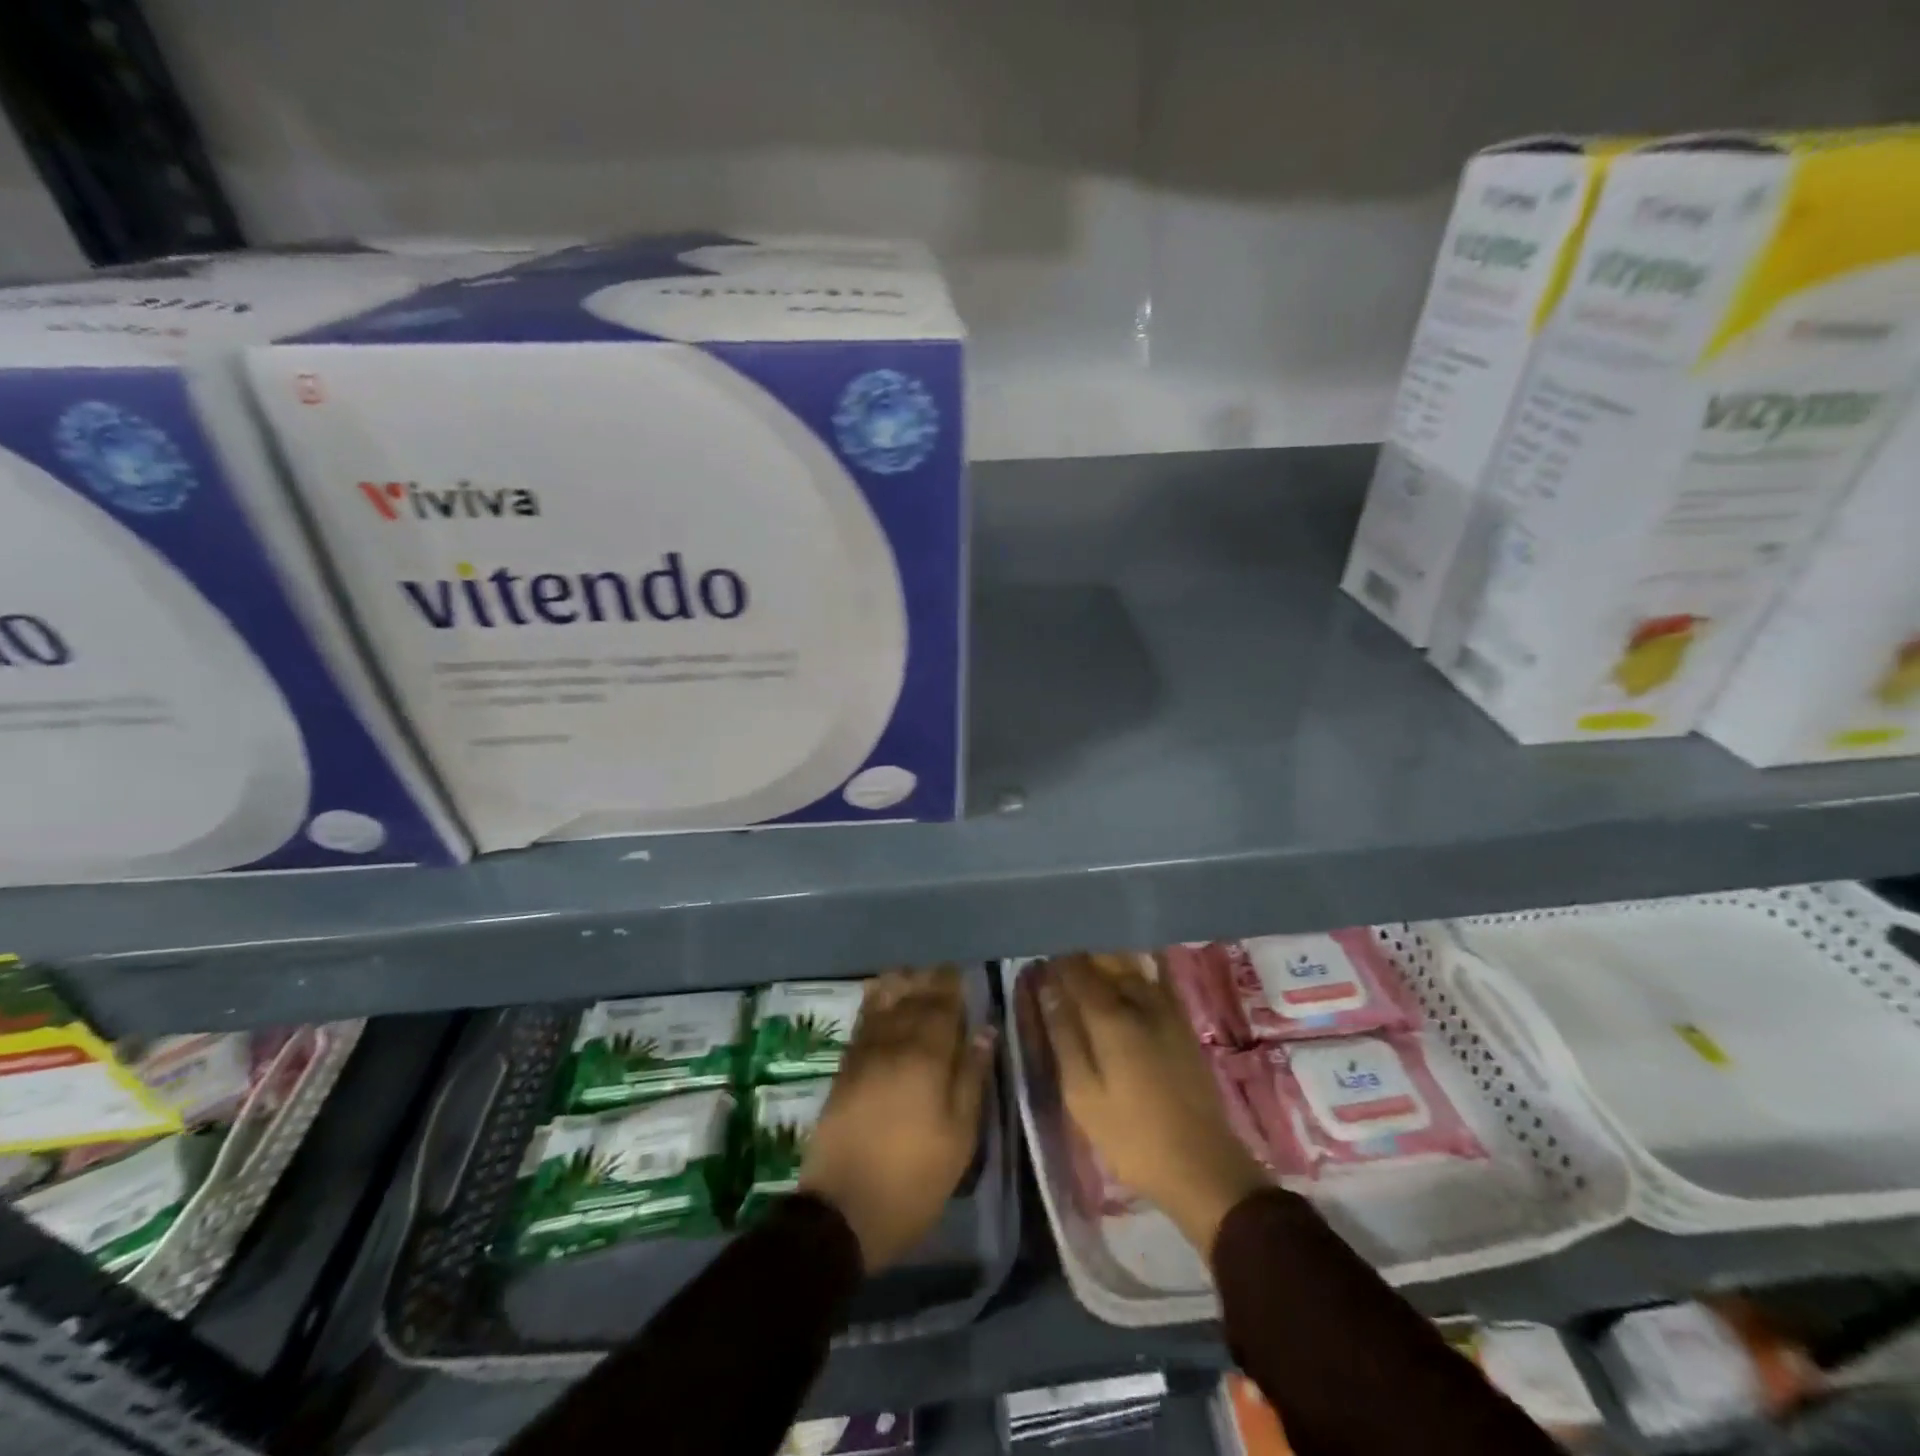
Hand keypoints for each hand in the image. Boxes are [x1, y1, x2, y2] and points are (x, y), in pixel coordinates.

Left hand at [799, 966, 994, 1272]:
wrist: (842, 1212)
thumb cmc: (913, 1179)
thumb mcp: (959, 1137)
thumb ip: (972, 1077)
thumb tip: (986, 1030)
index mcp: (927, 1057)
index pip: (942, 1006)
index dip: (953, 986)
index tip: (963, 973)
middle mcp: (894, 1044)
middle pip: (913, 999)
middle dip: (930, 981)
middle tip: (944, 972)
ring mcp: (864, 1053)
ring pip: (884, 1003)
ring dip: (901, 984)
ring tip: (915, 975)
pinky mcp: (844, 1068)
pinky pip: (863, 1020)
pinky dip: (875, 1001)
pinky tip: (881, 995)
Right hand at [1032, 953, 1266, 1256]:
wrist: (1203, 1166)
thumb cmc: (1132, 1136)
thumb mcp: (1083, 1095)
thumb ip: (1064, 1037)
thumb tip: (1047, 991)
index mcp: (1111, 1017)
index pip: (1076, 971)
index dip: (1055, 962)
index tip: (1038, 960)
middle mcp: (1140, 1001)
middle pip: (1106, 960)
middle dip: (1080, 954)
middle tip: (1058, 961)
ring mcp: (1167, 1009)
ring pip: (1132, 966)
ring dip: (1106, 958)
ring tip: (1085, 963)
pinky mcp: (1182, 1022)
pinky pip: (1155, 980)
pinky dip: (1136, 970)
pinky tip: (1127, 972)